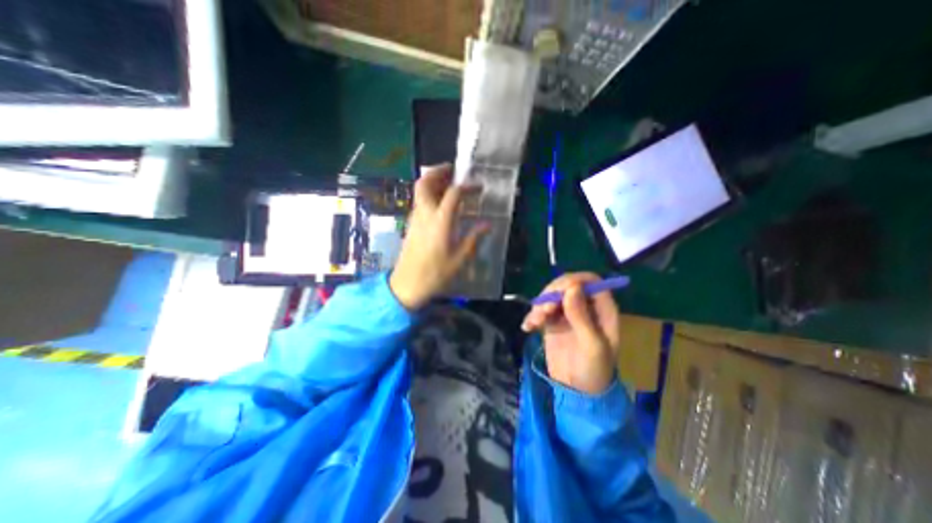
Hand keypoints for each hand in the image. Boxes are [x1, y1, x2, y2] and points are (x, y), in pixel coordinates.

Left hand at [390, 166, 487, 308]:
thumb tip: (487, 224)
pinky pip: (419, 202)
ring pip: (419, 191)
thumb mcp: (459, 259)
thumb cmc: (435, 274)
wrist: (407, 285)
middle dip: (438, 172)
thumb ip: (473, 238)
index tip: (478, 188)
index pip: (453, 193)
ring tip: (448, 183)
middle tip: (453, 170)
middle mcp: (425, 214)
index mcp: (440, 221)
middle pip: (425, 183)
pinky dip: (429, 195)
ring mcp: (415, 218)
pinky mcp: (411, 225)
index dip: (467, 187)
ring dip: (432, 181)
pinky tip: (440, 204)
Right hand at [520, 272, 620, 394]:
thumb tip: (571, 288)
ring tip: (535, 321)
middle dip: (553, 293)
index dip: (574, 281)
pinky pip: (541, 309)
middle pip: (567, 285)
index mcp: (602, 309)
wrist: (576, 391)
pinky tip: (528, 327)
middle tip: (544, 309)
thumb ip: (581, 316)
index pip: (589, 281)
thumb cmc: (593, 370)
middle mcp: (585, 306)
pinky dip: (533, 315)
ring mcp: (567, 313)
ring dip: (540, 304)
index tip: (559, 292)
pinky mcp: (553, 321)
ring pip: (552, 295)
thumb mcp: (592, 345)